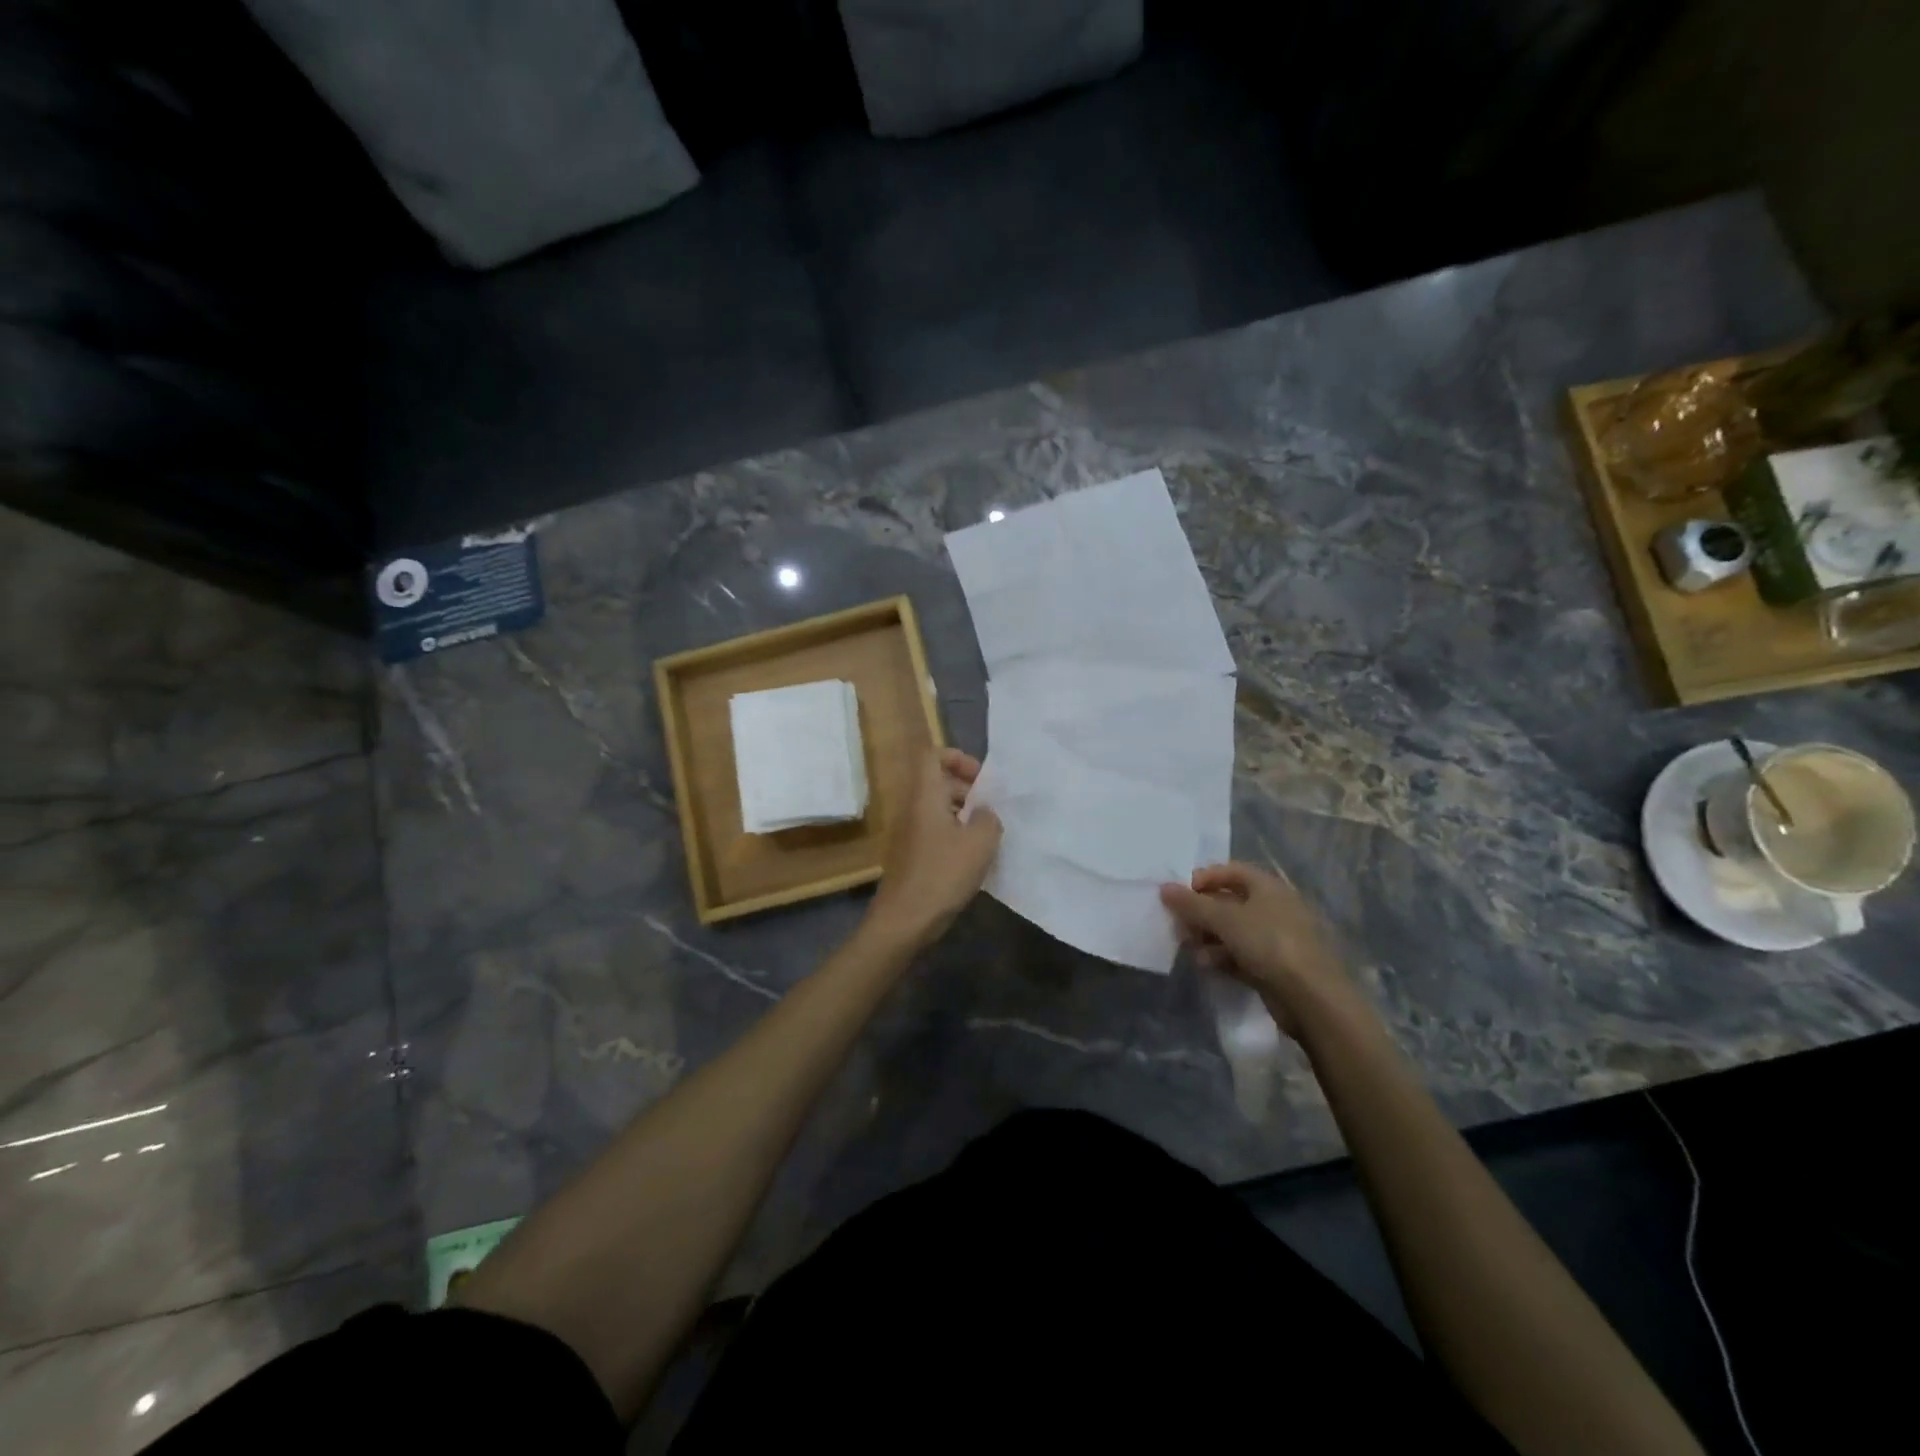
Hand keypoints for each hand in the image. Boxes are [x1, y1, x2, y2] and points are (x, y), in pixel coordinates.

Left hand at [868, 747, 1001, 949]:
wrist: (904, 919)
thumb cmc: (942, 874)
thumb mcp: (980, 843)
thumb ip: (989, 818)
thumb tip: (984, 812)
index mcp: (925, 796)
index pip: (932, 755)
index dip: (957, 757)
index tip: (980, 778)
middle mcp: (913, 808)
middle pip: (937, 781)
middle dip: (966, 788)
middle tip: (991, 808)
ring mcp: (910, 832)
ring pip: (938, 808)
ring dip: (963, 813)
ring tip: (988, 833)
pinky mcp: (912, 854)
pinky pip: (935, 830)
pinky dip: (955, 834)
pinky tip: (974, 857)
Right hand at [1160, 862, 1365, 1040]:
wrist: (1311, 997)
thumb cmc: (1268, 943)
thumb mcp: (1224, 919)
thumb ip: (1192, 904)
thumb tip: (1164, 887)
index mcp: (1267, 887)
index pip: (1230, 871)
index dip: (1204, 879)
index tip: (1180, 895)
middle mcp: (1273, 907)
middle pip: (1228, 902)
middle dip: (1201, 913)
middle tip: (1179, 926)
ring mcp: (1275, 938)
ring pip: (1232, 931)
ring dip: (1208, 938)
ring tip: (1191, 950)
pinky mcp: (1274, 966)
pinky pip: (1241, 954)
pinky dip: (1223, 957)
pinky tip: (1208, 966)